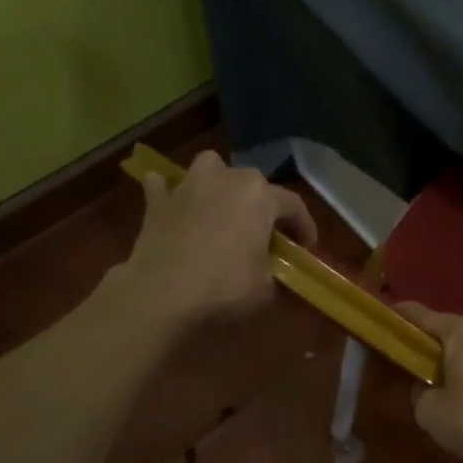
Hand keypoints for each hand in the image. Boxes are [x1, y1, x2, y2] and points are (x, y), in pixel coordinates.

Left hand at [113, 151, 316, 327]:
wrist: (162, 296)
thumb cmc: (225, 288)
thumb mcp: (266, 288)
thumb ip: (273, 270)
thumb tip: (267, 270)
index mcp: (260, 197)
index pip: (294, 205)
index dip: (304, 227)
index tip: (306, 248)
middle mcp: (227, 180)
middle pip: (254, 183)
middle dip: (263, 204)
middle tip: (265, 233)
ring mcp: (189, 186)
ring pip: (210, 167)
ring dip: (219, 182)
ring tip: (221, 204)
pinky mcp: (157, 202)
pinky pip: (164, 186)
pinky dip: (170, 193)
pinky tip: (174, 205)